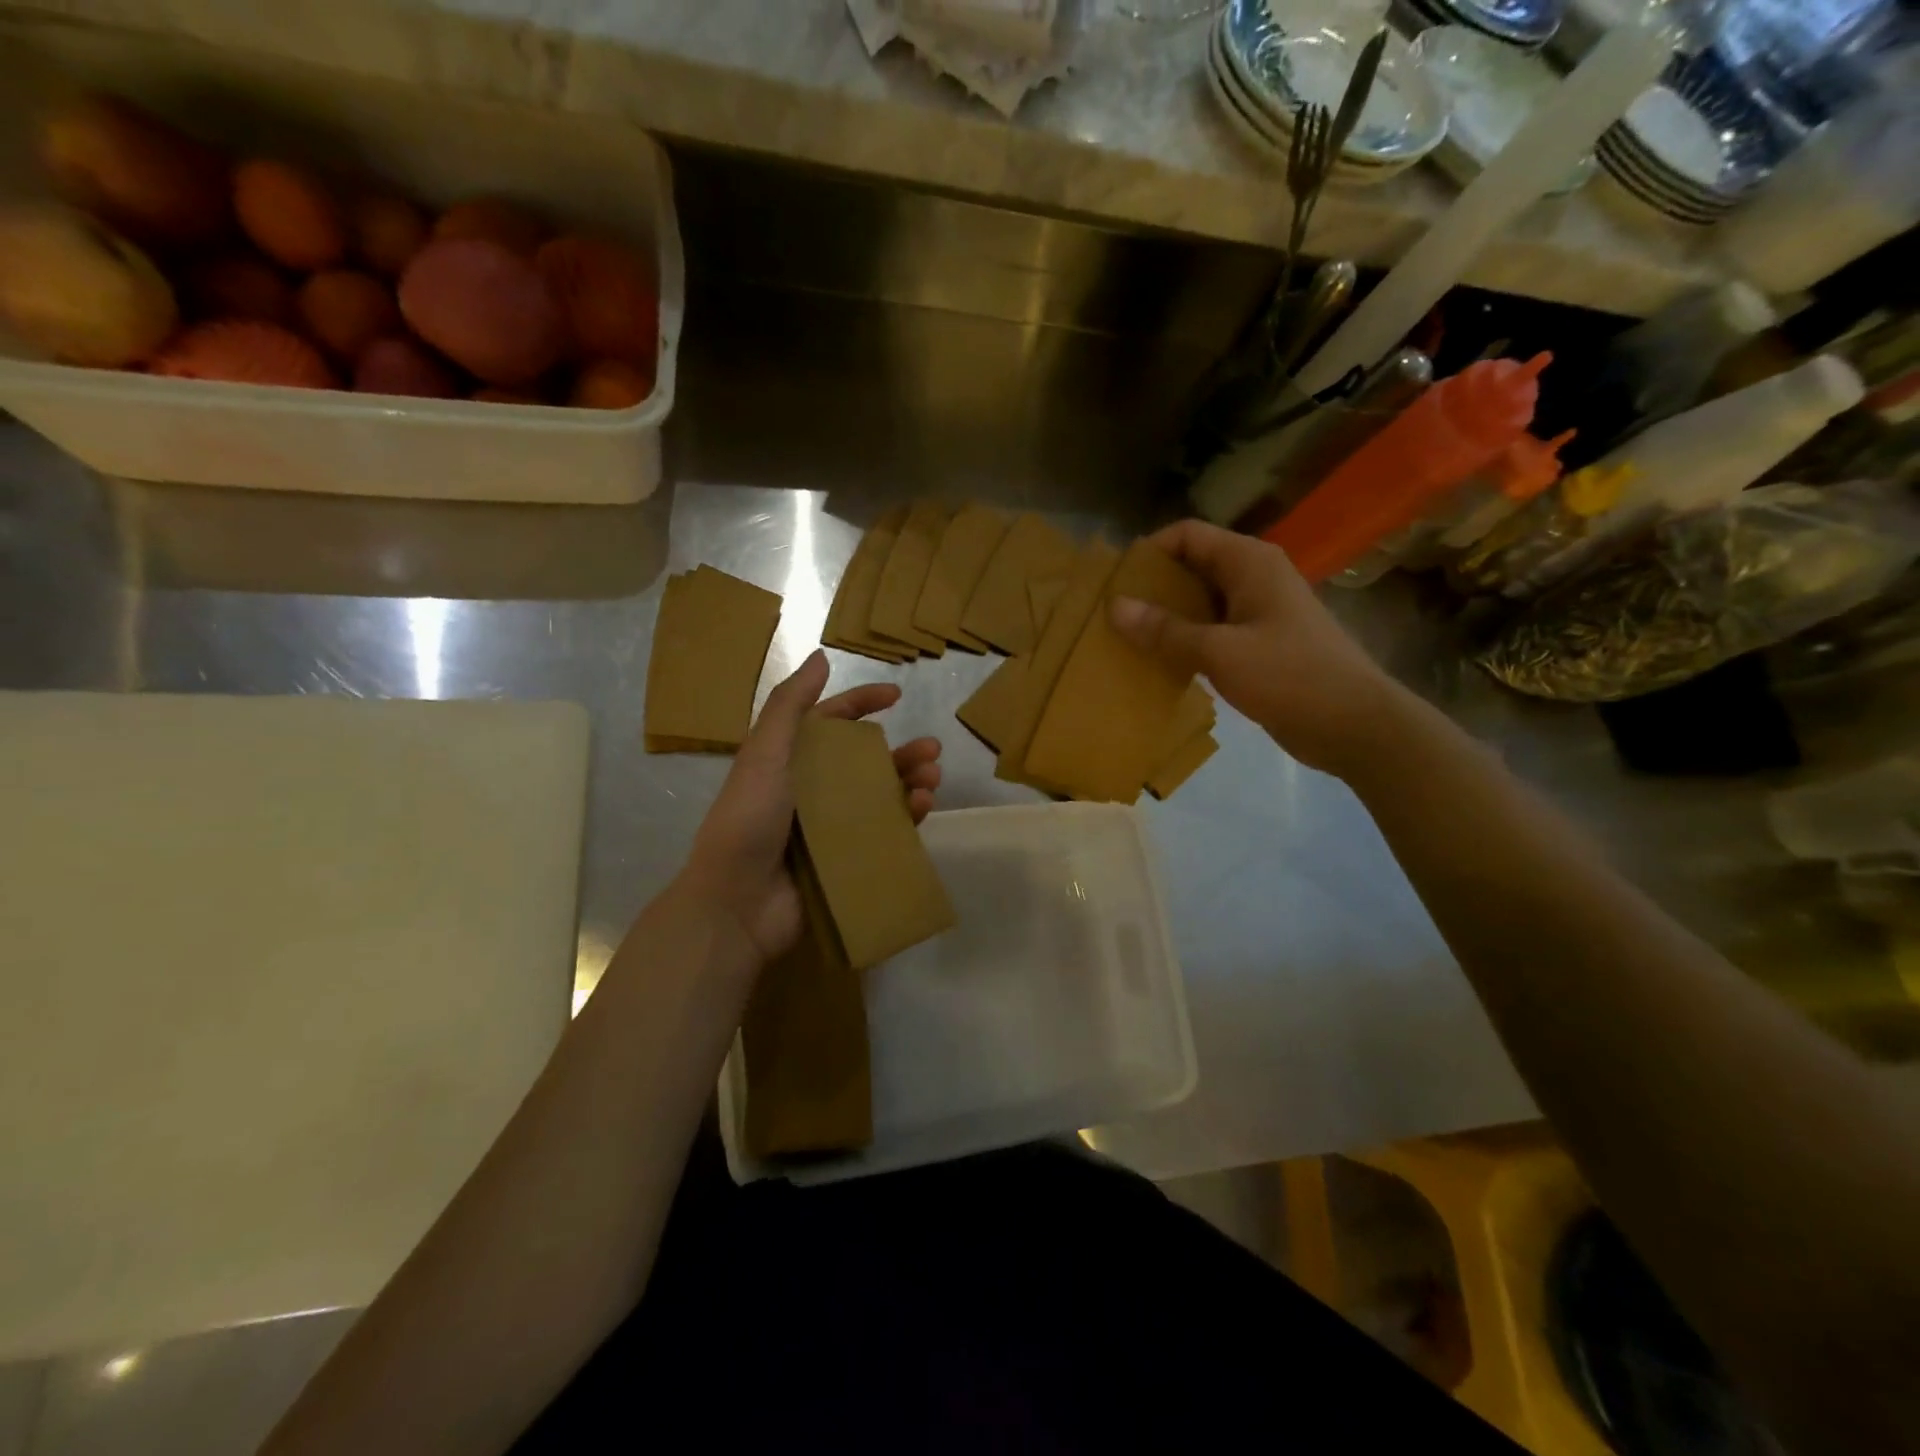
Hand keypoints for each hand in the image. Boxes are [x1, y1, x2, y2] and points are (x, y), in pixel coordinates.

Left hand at [678, 649, 940, 970]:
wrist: (737, 904)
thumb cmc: (748, 821)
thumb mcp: (764, 754)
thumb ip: (789, 705)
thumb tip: (820, 657)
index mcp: (789, 761)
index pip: (831, 722)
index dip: (861, 703)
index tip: (896, 695)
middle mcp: (812, 790)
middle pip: (865, 761)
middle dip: (900, 751)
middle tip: (932, 748)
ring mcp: (831, 827)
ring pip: (881, 796)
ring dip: (910, 781)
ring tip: (933, 778)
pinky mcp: (846, 859)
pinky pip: (884, 832)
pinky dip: (906, 817)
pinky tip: (922, 807)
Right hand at [1110, 520, 1406, 778]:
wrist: (1354, 724)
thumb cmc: (1289, 676)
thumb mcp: (1219, 651)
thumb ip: (1165, 630)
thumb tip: (1115, 607)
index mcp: (1249, 562)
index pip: (1187, 535)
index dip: (1149, 551)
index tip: (1115, 581)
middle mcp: (1255, 576)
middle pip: (1193, 565)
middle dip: (1154, 586)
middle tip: (1114, 614)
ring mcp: (1261, 610)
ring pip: (1203, 600)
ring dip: (1168, 616)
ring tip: (1129, 638)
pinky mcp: (1263, 642)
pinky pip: (1215, 629)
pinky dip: (1188, 639)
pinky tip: (1163, 662)